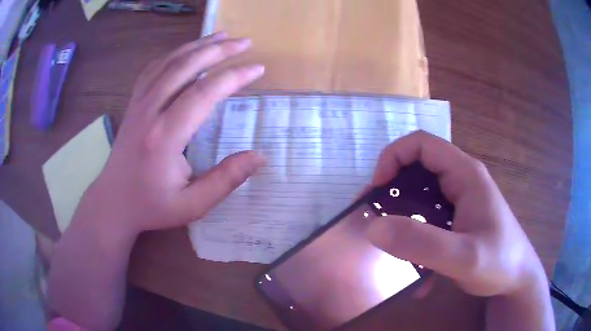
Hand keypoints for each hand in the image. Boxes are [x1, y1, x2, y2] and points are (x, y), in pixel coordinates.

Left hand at [73, 33, 265, 236]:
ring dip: (197, 46)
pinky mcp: (133, 104)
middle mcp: (149, 112)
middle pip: (185, 67)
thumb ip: (225, 180)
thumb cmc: (152, 206)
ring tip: (221, 36)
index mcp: (165, 137)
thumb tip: (260, 157)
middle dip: (218, 50)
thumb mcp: (192, 205)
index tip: (257, 68)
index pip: (204, 93)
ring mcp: (138, 104)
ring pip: (168, 62)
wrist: (113, 202)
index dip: (234, 77)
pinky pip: (153, 69)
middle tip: (244, 42)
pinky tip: (186, 51)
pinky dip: (173, 54)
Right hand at [366, 131, 545, 297]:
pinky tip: (415, 267)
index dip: (392, 157)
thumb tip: (374, 227)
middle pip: (418, 167)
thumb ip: (422, 243)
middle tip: (374, 216)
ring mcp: (460, 200)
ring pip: (422, 194)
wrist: (517, 279)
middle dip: (392, 188)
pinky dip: (417, 237)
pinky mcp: (458, 219)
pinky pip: (430, 218)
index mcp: (465, 174)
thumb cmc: (499, 262)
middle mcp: (462, 180)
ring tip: (389, 242)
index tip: (376, 189)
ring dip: (402, 216)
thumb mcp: (463, 257)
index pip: (421, 144)